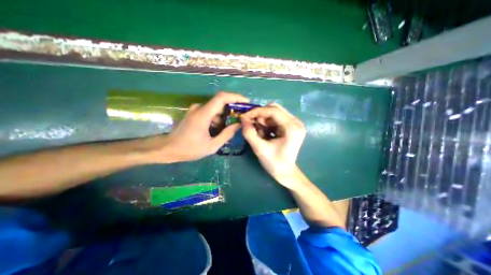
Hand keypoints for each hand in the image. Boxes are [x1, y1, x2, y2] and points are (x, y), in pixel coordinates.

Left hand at [157, 92, 249, 162]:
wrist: (168, 149)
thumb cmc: (189, 149)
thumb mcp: (211, 146)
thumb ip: (227, 134)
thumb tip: (238, 125)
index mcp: (203, 114)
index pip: (222, 98)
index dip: (235, 97)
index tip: (246, 102)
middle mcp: (200, 108)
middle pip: (221, 103)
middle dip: (233, 110)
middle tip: (241, 119)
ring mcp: (196, 110)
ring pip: (216, 109)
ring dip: (225, 117)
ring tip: (229, 130)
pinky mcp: (195, 113)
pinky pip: (211, 113)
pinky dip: (218, 119)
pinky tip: (218, 130)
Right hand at [241, 102, 305, 186]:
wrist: (285, 173)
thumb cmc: (274, 163)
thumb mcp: (259, 149)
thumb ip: (249, 133)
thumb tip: (242, 118)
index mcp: (292, 127)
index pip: (273, 111)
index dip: (257, 111)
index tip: (244, 117)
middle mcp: (296, 122)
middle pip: (274, 109)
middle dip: (260, 116)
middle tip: (252, 126)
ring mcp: (294, 123)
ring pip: (273, 113)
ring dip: (263, 121)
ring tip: (260, 134)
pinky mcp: (290, 126)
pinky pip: (275, 118)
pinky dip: (266, 124)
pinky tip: (265, 134)